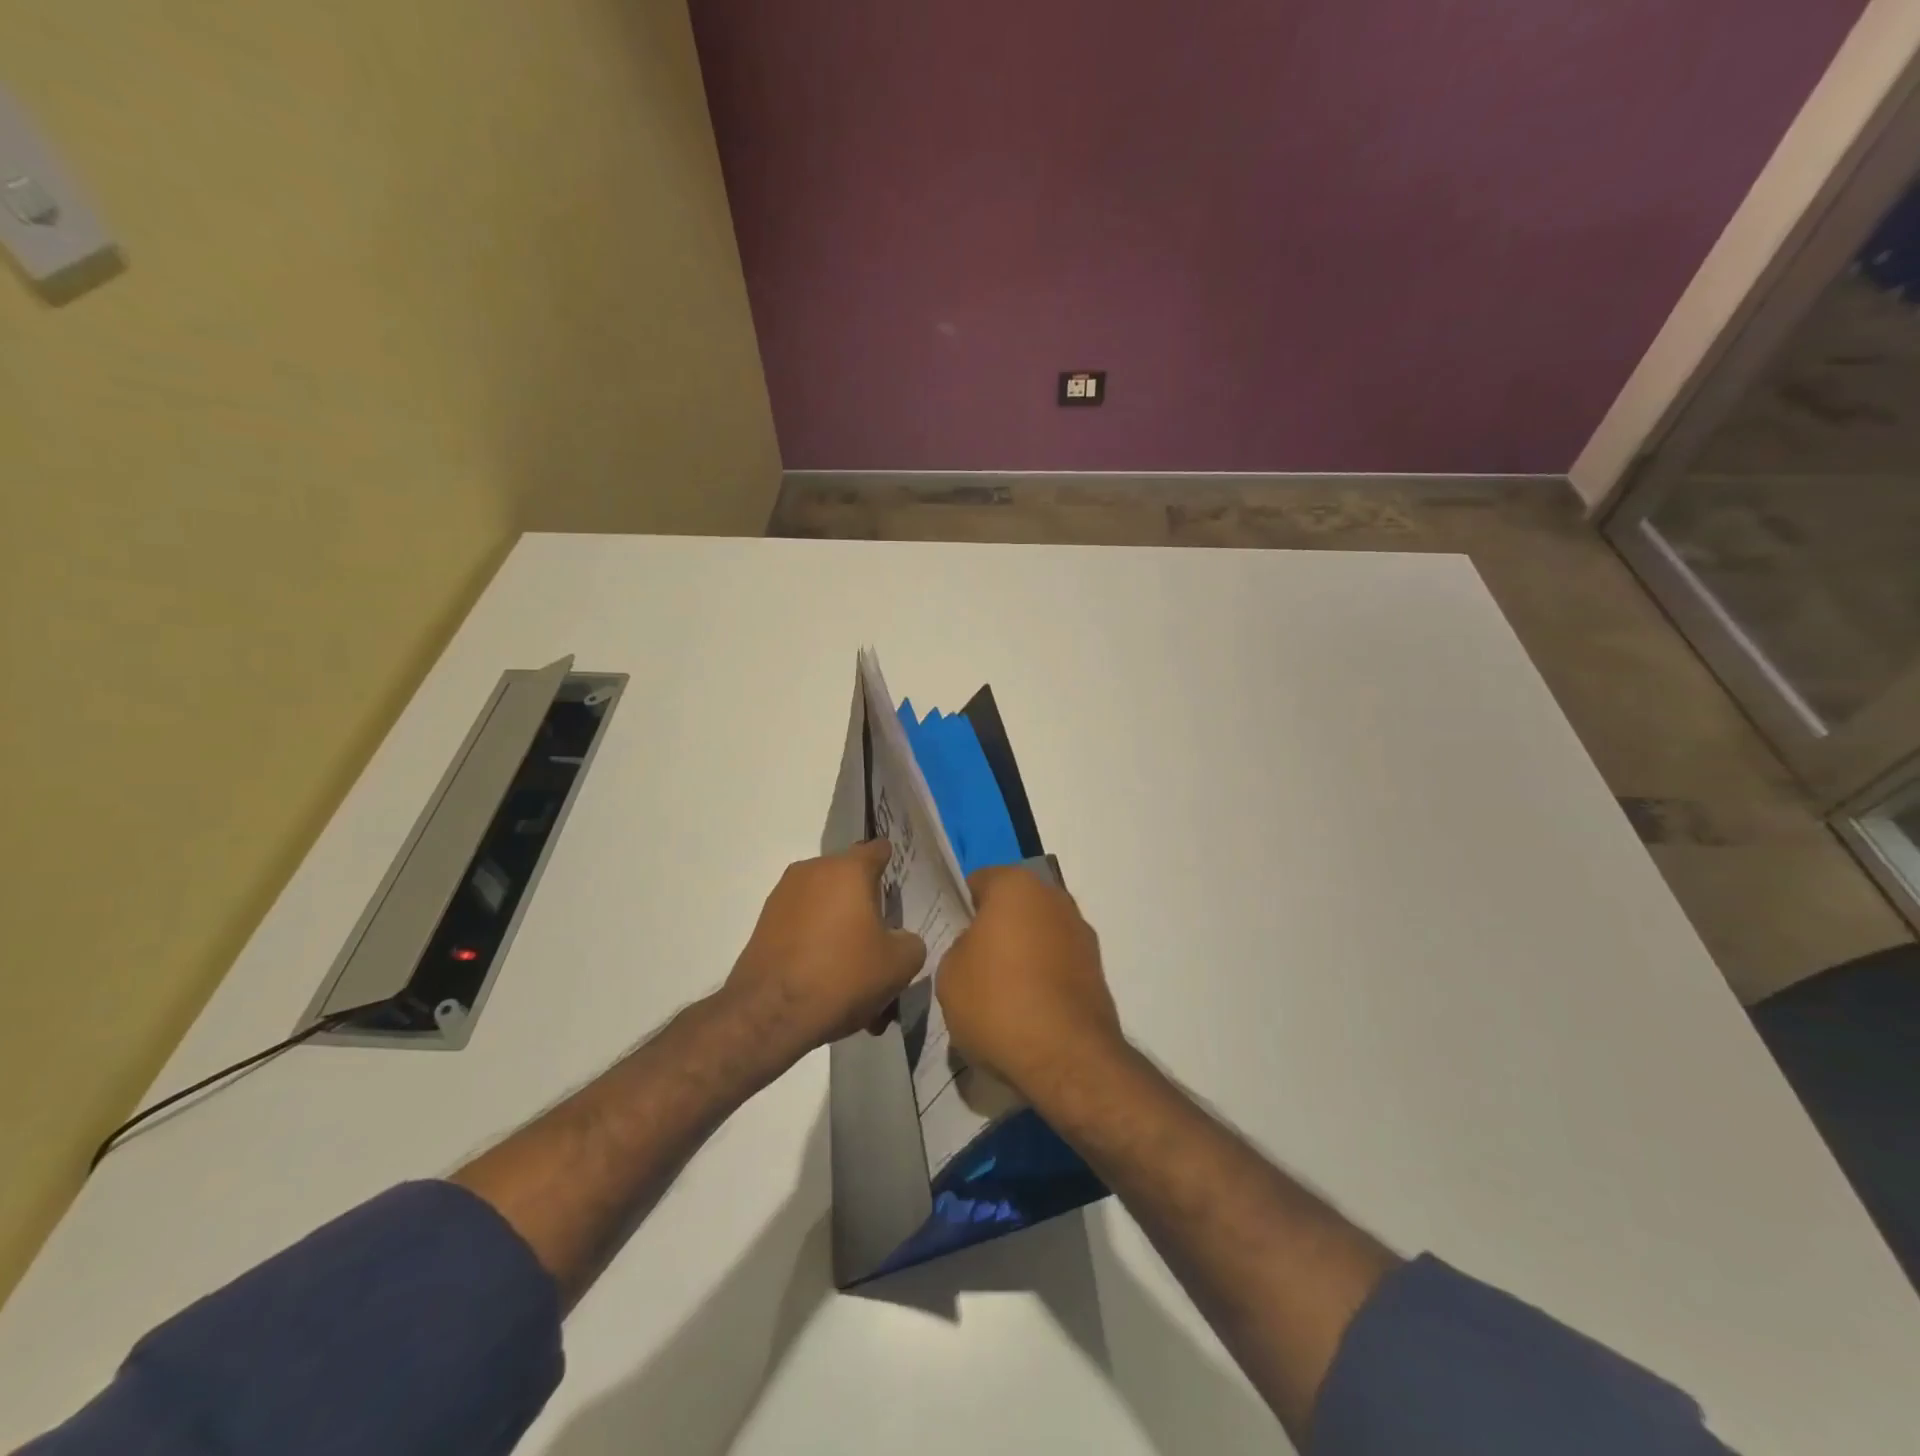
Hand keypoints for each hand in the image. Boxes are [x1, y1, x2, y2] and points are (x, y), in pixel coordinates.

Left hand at [721, 841, 926, 1062]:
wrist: (770, 1013)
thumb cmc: (843, 976)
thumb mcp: (899, 965)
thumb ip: (911, 942)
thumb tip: (900, 939)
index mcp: (848, 869)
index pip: (878, 850)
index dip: (892, 865)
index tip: (900, 888)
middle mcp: (813, 871)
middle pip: (849, 877)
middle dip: (865, 902)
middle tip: (880, 938)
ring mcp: (783, 895)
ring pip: (824, 902)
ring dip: (839, 924)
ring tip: (852, 965)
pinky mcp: (764, 923)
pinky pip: (802, 923)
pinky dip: (816, 941)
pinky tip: (825, 977)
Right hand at [937, 864, 1123, 1094]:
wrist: (1066, 1057)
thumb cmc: (997, 1002)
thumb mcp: (949, 974)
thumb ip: (959, 948)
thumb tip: (977, 949)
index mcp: (1016, 886)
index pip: (979, 882)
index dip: (961, 907)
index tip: (949, 935)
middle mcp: (1054, 898)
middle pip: (1013, 905)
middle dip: (995, 927)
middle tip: (972, 963)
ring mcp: (1081, 932)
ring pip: (1038, 933)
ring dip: (1022, 952)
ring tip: (1000, 992)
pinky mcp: (1097, 968)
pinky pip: (1057, 962)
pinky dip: (1043, 977)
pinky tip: (1027, 1009)